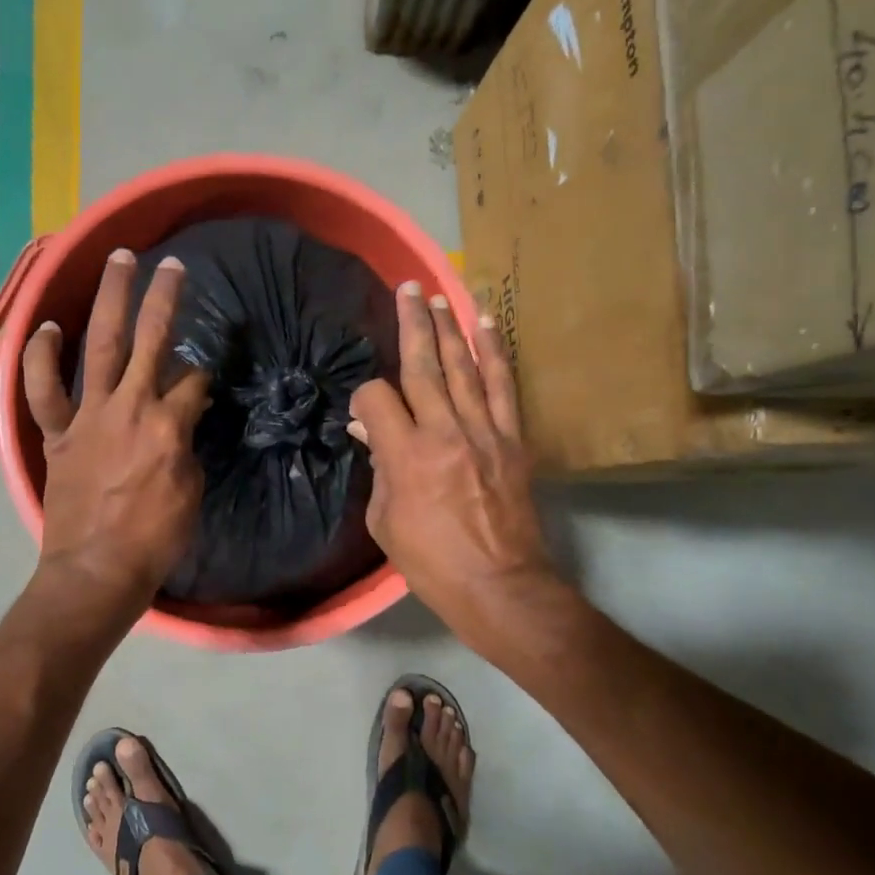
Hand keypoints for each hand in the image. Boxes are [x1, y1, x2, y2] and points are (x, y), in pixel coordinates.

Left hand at [22, 249, 209, 609]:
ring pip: (100, 346)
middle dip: (164, 297)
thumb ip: (187, 446)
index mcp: (168, 425)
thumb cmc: (154, 539)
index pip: (193, 380)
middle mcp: (129, 406)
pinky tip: (45, 328)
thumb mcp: (190, 491)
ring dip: (110, 301)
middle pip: (151, 339)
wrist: (96, 570)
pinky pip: (43, 389)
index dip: (203, 372)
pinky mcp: (58, 432)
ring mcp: (88, 415)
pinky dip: (40, 358)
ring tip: (118, 262)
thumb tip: (183, 420)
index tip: (204, 373)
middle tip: (171, 263)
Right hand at [350, 282, 566, 659]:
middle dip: (413, 324)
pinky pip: (503, 387)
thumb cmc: (431, 561)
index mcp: (405, 456)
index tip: (362, 411)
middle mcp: (443, 433)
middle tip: (408, 289)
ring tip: (439, 297)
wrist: (499, 585)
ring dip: (450, 329)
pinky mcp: (512, 439)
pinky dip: (495, 354)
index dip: (363, 397)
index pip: (376, 399)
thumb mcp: (385, 521)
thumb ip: (379, 469)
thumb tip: (371, 432)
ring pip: (463, 368)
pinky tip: (486, 326)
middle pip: (423, 366)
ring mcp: (483, 432)